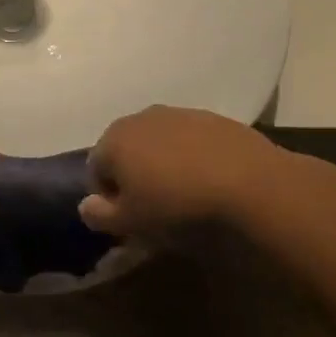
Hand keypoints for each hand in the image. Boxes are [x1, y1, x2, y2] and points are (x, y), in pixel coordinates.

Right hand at [80, 106, 299, 239]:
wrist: (250, 185)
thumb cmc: (178, 206)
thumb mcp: (132, 223)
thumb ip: (100, 214)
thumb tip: (85, 205)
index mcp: (114, 139)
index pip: (95, 169)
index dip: (108, 198)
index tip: (128, 220)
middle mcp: (141, 117)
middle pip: (126, 149)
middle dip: (134, 175)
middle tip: (154, 207)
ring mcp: (179, 113)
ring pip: (160, 142)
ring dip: (164, 164)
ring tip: (185, 194)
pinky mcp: (214, 118)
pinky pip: (191, 140)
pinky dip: (193, 157)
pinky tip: (211, 181)